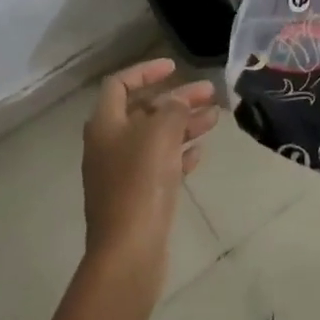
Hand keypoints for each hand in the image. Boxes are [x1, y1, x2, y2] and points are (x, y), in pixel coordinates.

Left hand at [82, 58, 220, 270]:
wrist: (129, 251)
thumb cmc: (140, 182)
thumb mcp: (160, 132)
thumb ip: (173, 108)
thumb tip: (178, 101)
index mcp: (105, 124)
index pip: (120, 84)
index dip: (146, 71)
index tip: (174, 67)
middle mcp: (109, 145)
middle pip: (143, 111)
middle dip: (176, 99)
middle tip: (208, 93)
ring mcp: (121, 173)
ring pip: (155, 138)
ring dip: (183, 124)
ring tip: (214, 119)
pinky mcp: (136, 198)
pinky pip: (159, 165)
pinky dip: (179, 154)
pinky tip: (200, 152)